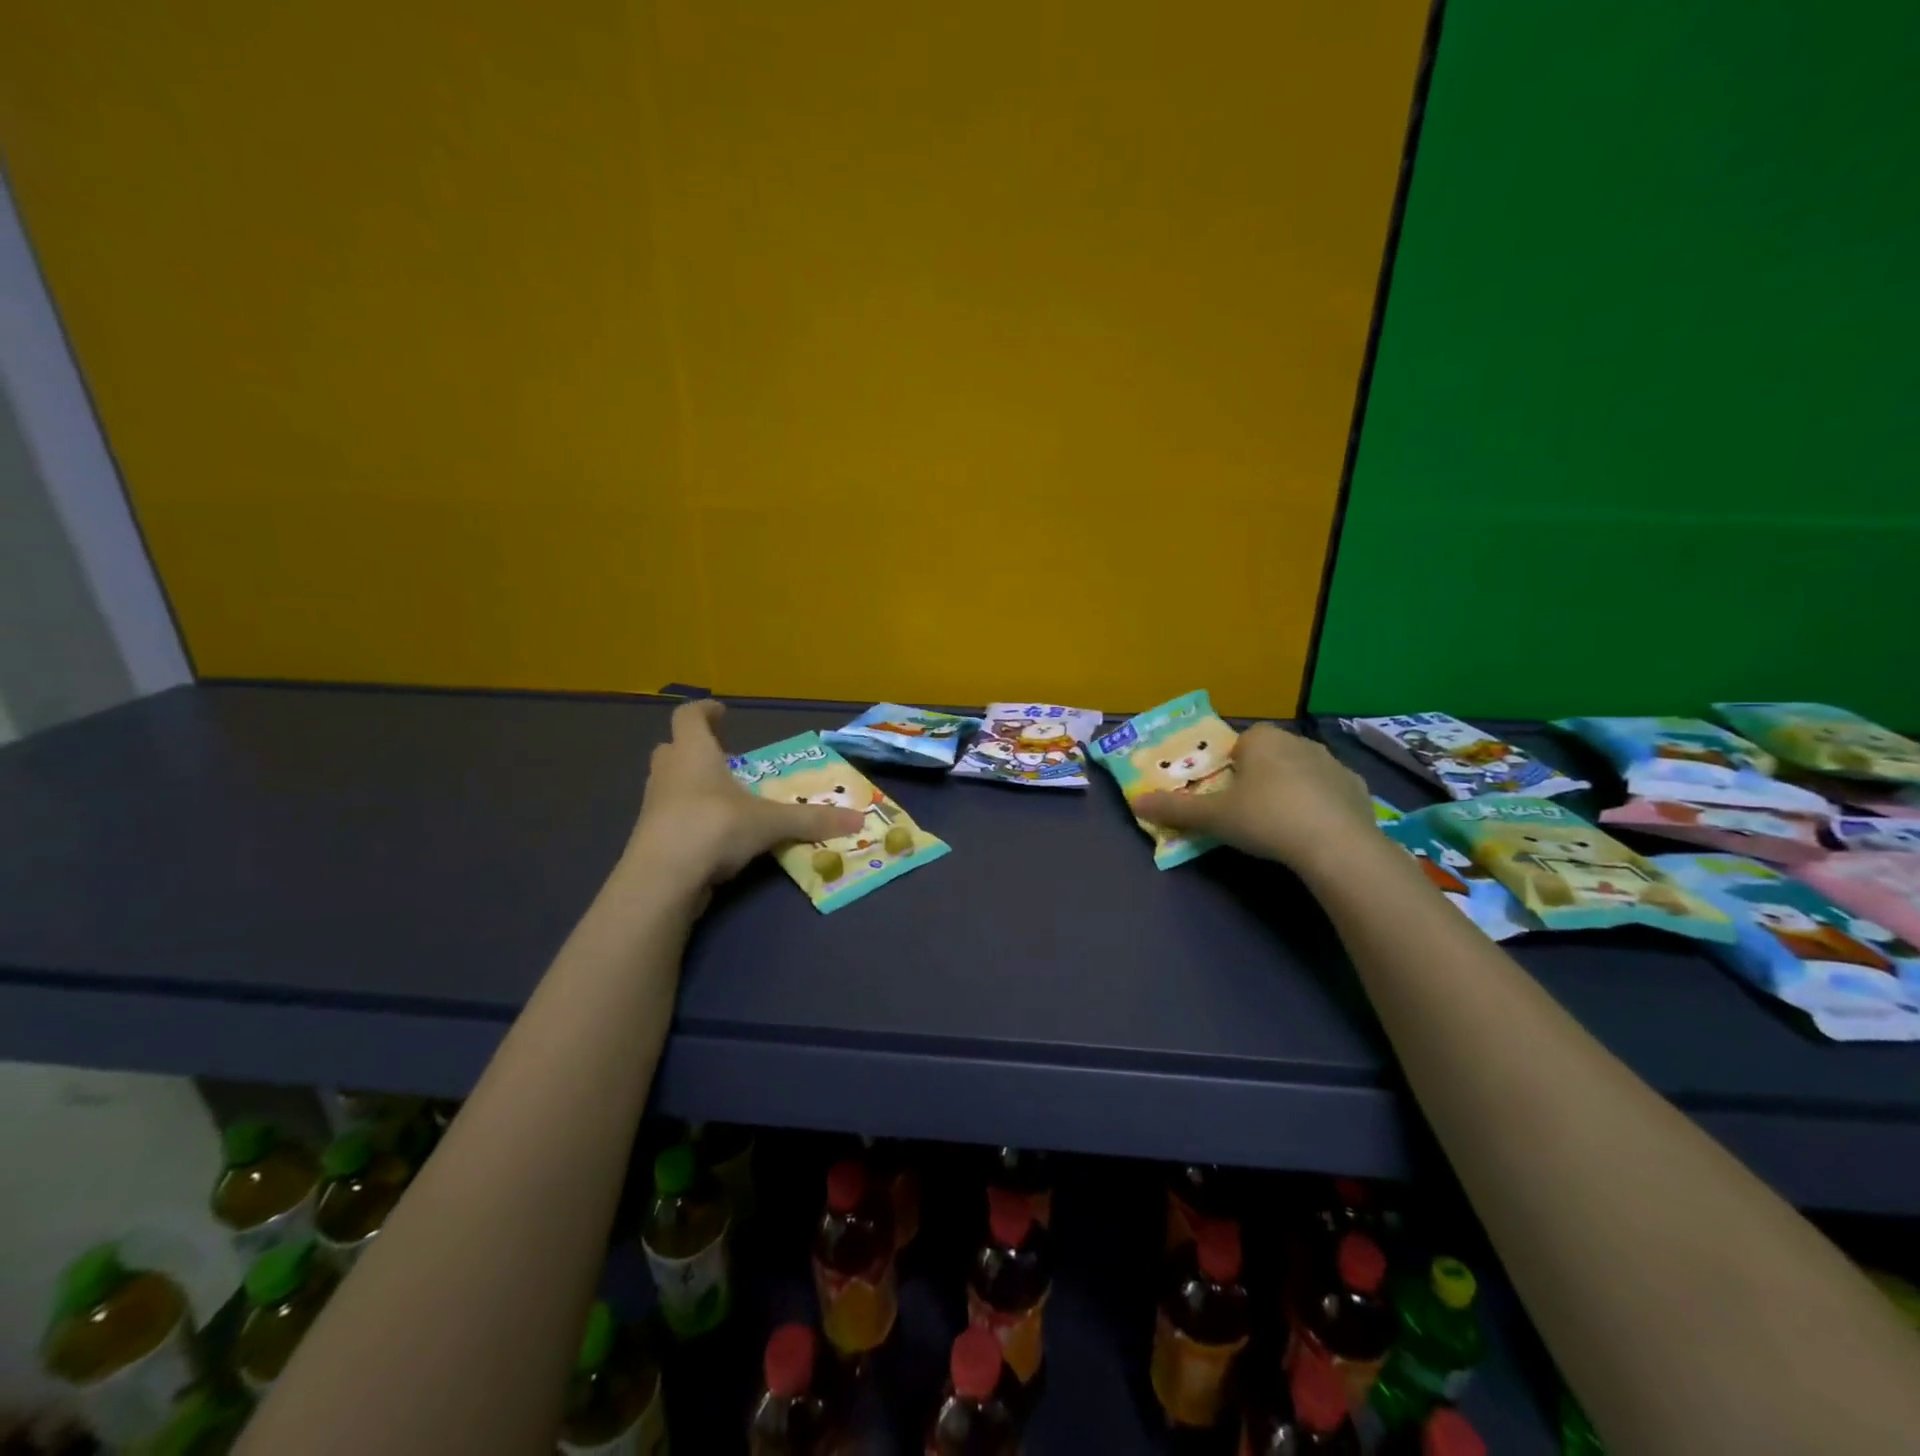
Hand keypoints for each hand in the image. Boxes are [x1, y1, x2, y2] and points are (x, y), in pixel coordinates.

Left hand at [624, 700, 863, 896]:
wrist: (662, 879)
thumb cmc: (714, 827)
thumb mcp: (770, 822)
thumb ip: (811, 820)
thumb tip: (858, 819)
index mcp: (693, 753)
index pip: (689, 716)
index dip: (704, 711)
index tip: (721, 712)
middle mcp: (668, 772)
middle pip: (674, 748)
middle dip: (697, 750)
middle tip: (725, 759)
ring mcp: (654, 806)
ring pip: (670, 783)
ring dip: (693, 784)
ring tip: (725, 797)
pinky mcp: (651, 837)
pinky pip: (671, 816)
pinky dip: (690, 817)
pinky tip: (714, 834)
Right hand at [1133, 722, 1376, 874]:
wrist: (1336, 844)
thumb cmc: (1265, 818)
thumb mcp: (1213, 817)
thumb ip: (1174, 808)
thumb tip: (1136, 803)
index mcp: (1262, 739)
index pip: (1240, 742)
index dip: (1231, 767)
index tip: (1226, 794)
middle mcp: (1299, 741)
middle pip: (1270, 756)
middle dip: (1259, 777)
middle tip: (1248, 813)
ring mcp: (1333, 764)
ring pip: (1301, 772)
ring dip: (1290, 790)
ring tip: (1280, 826)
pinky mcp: (1358, 789)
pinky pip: (1329, 793)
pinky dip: (1320, 807)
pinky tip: (1313, 833)